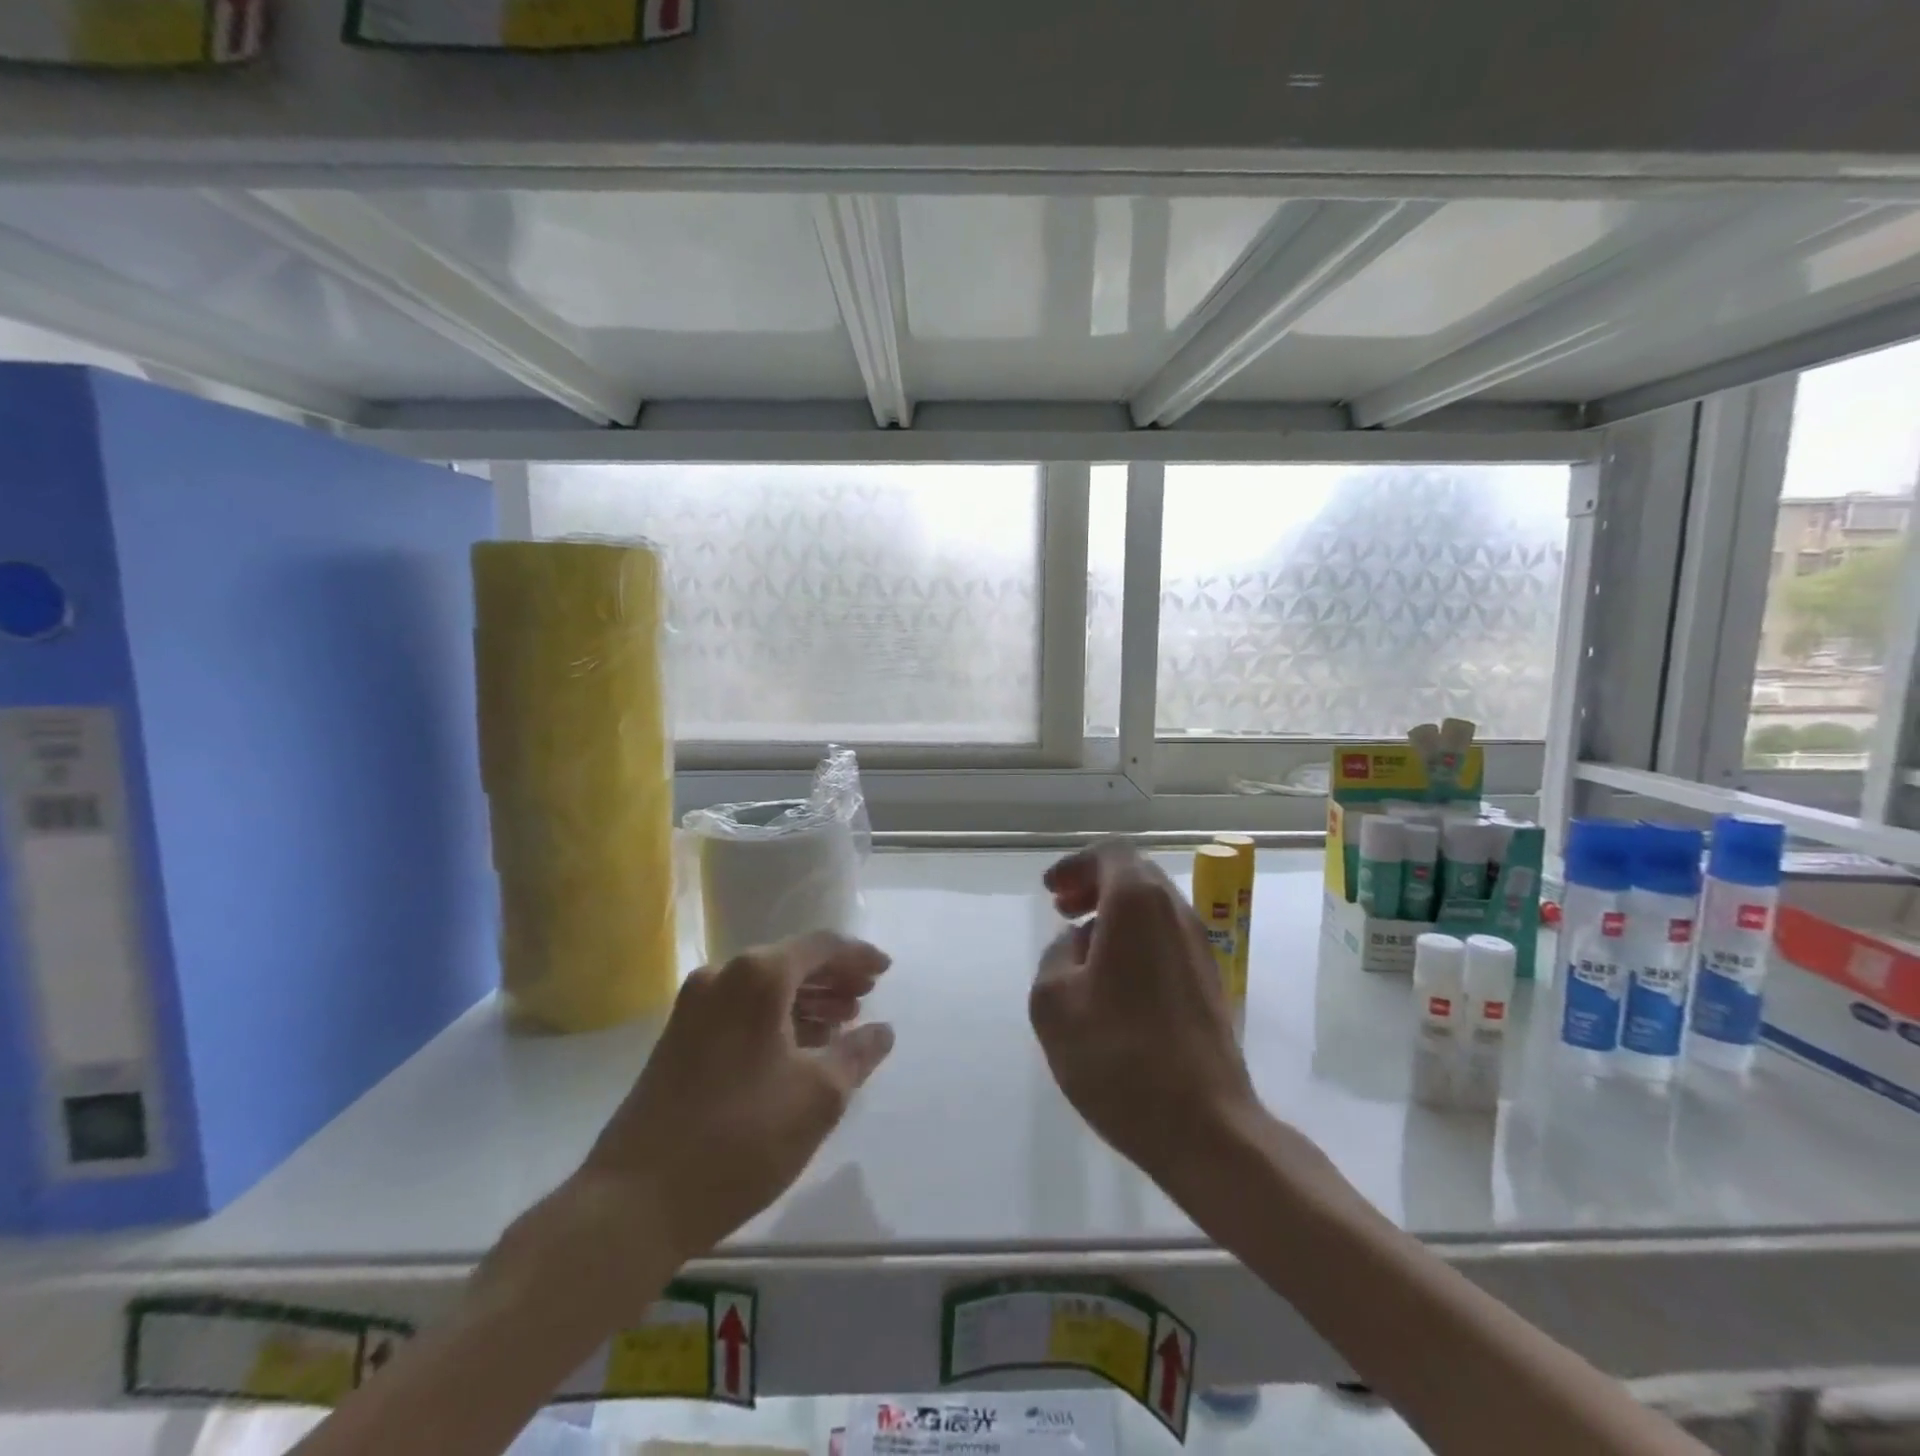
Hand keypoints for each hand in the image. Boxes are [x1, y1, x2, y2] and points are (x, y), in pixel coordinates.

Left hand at [570, 932, 893, 1280]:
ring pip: (764, 988)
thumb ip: (857, 1054)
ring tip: (841, 1024)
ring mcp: (693, 1007)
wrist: (635, 1201)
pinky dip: (776, 1019)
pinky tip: (798, 1047)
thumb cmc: (741, 1138)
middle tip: (867, 998)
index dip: (859, 956)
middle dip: (833, 978)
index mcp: (757, 976)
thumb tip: (882, 1031)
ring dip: (806, 1000)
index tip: (887, 970)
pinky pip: (741, 1010)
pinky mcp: (678, 1038)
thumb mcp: (819, 1097)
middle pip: (790, 962)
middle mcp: (722, 976)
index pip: (820, 946)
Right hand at [1030, 841, 1258, 1191]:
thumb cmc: (1118, 1054)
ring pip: (1153, 909)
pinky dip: (1135, 940)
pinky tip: (1112, 982)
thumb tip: (1079, 945)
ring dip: (1114, 915)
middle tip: (1063, 911)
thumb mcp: (1053, 1002)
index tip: (1051, 893)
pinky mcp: (1209, 983)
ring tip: (1082, 948)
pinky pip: (1166, 939)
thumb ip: (1056, 955)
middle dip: (1094, 885)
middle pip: (1135, 876)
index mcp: (1139, 904)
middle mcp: (1177, 914)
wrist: (1204, 1125)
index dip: (1075, 865)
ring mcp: (1200, 948)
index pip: (1111, 854)